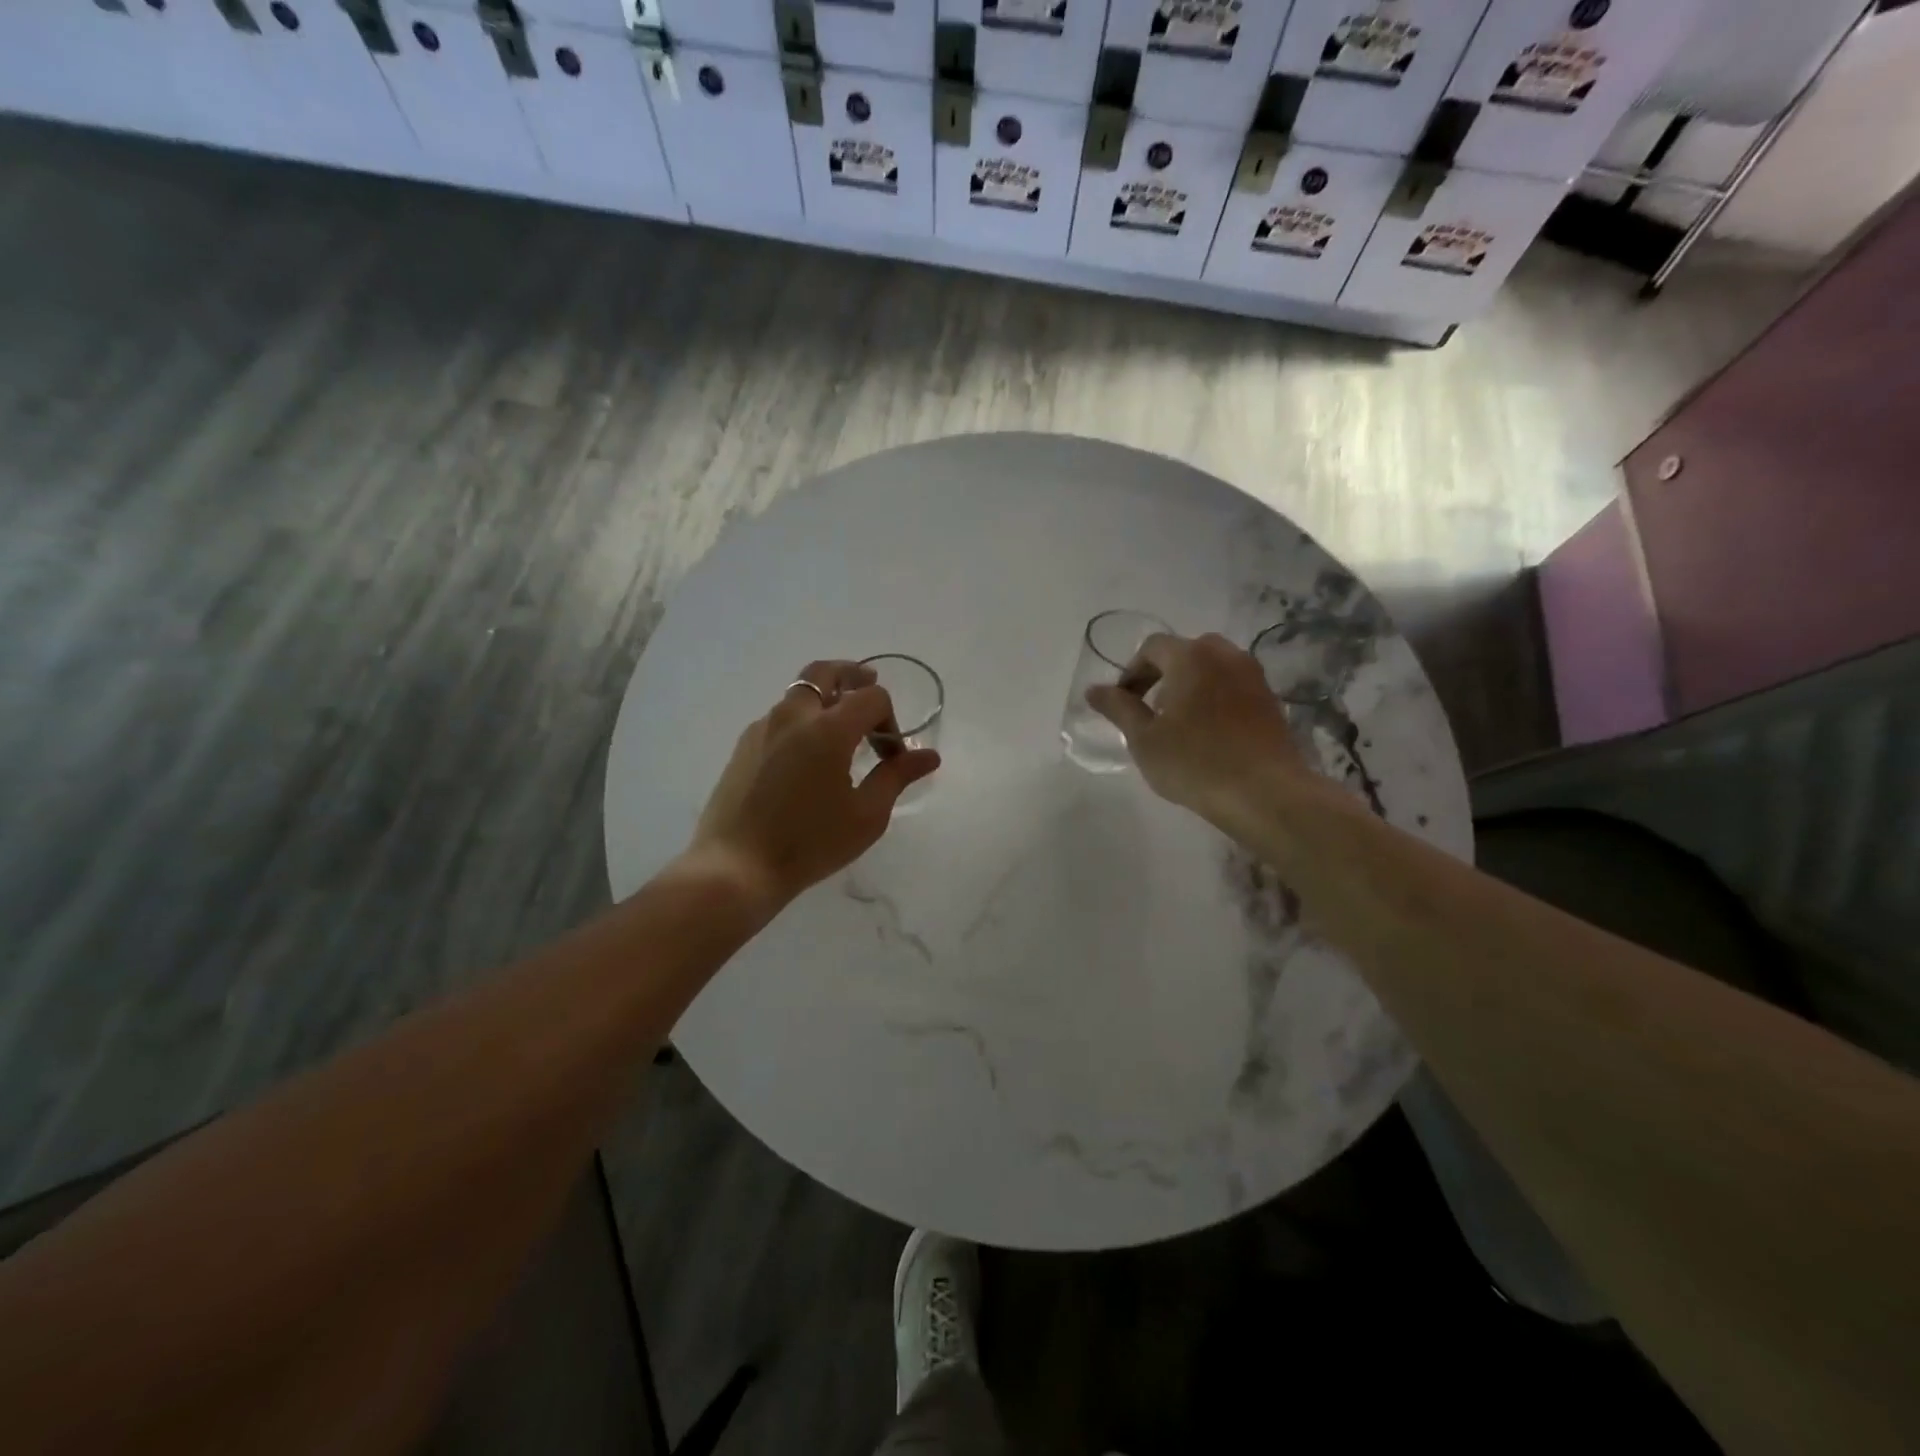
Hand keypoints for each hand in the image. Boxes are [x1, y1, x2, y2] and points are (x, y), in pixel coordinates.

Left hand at [685, 660, 941, 907]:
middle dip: (853, 676)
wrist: (737, 867)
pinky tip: (806, 757)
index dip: (890, 721)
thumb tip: (929, 756)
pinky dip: (801, 719)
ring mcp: (763, 728)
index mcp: (828, 729)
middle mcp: (793, 716)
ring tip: (840, 731)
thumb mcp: (866, 815)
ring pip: (799, 693)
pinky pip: (779, 717)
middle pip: (825, 671)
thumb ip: (897, 776)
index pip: (871, 697)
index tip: (891, 756)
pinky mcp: (743, 746)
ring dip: (825, 699)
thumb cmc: (810, 843)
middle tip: (869, 688)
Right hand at [1086, 632, 1310, 820]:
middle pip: (1185, 652)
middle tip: (1150, 710)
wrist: (1265, 793)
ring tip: (1179, 722)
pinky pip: (1233, 686)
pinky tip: (1209, 733)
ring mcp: (1253, 676)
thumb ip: (1118, 708)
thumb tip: (1093, 690)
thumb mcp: (1144, 739)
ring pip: (1213, 667)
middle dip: (1162, 674)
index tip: (1123, 703)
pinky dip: (1215, 697)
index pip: (1152, 647)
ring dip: (1190, 684)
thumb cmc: (1195, 763)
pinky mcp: (1270, 700)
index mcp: (1191, 657)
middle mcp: (1225, 655)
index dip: (1132, 672)